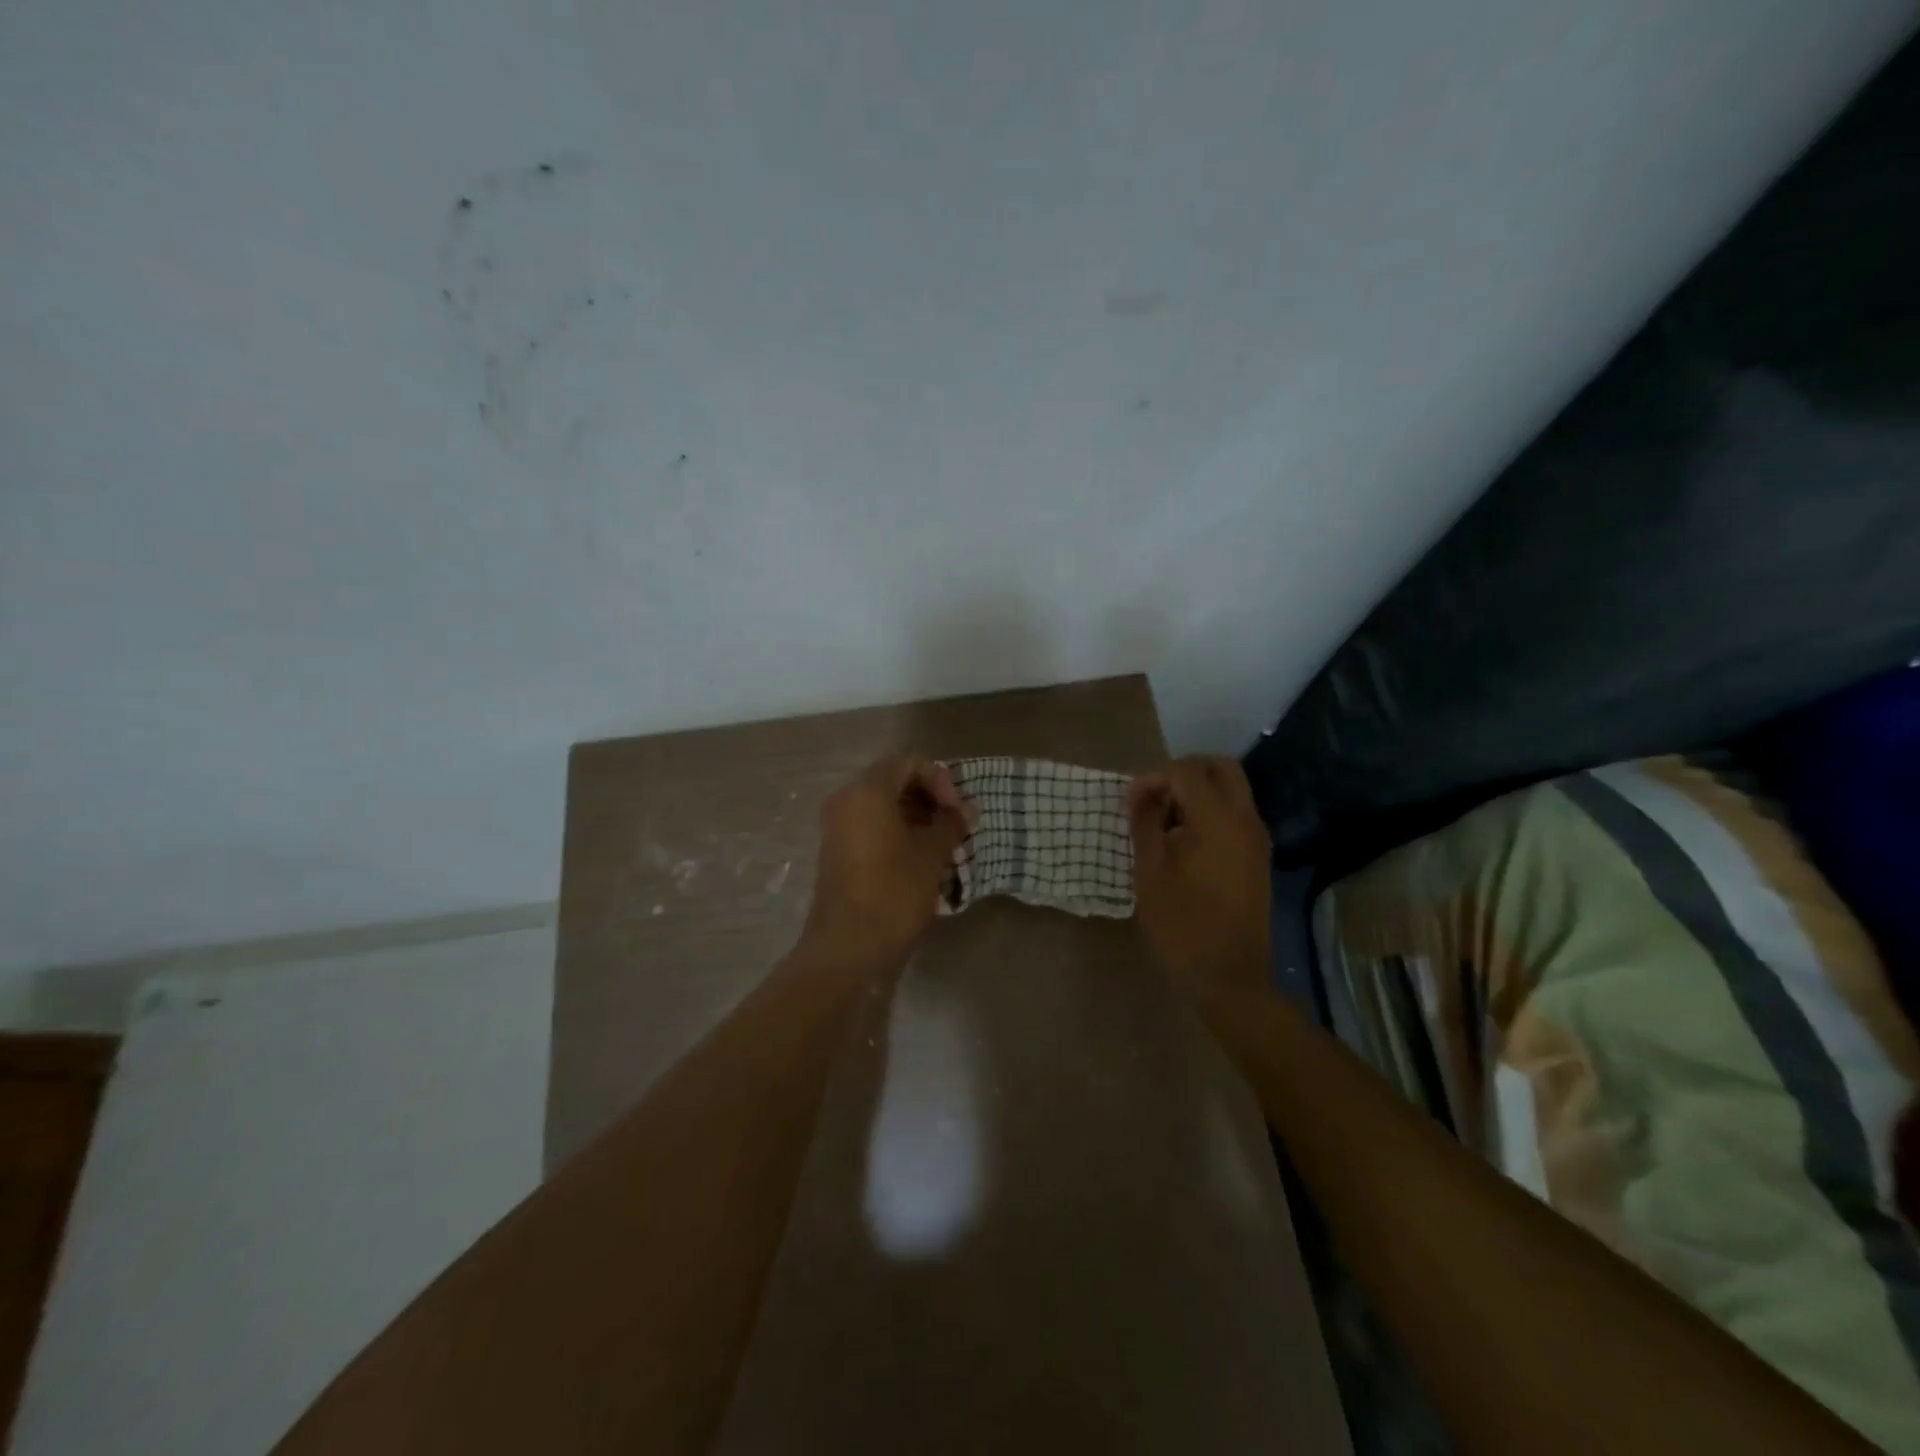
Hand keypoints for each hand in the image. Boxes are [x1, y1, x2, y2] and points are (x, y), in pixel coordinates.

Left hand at [797, 756, 977, 972]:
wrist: (847, 948)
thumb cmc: (893, 892)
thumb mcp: (931, 855)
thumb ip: (951, 823)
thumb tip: (968, 807)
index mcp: (866, 792)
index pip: (907, 763)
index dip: (939, 779)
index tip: (956, 809)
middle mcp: (845, 801)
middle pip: (892, 781)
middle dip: (928, 797)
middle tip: (954, 824)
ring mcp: (836, 827)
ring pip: (881, 806)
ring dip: (915, 816)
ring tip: (943, 843)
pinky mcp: (837, 852)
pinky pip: (870, 827)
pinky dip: (896, 832)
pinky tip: (920, 857)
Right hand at [1127, 756, 1271, 1002]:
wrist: (1229, 977)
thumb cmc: (1182, 926)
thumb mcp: (1150, 872)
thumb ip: (1145, 824)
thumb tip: (1140, 796)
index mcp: (1218, 821)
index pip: (1185, 771)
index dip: (1153, 779)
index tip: (1131, 804)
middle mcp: (1245, 820)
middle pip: (1220, 768)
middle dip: (1183, 772)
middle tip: (1154, 797)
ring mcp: (1257, 839)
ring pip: (1231, 789)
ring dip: (1197, 791)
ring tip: (1164, 821)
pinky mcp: (1257, 856)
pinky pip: (1235, 814)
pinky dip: (1210, 811)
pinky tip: (1183, 841)